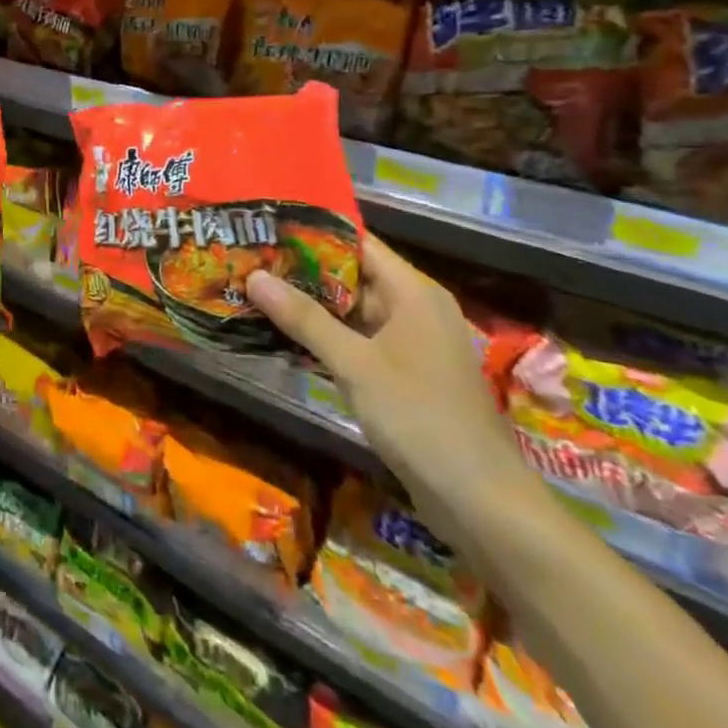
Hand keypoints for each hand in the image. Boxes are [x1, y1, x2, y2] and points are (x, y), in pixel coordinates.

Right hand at [246, 236, 542, 557]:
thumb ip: (304, 319)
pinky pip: (358, 339)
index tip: (267, 227)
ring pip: (352, 310)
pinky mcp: (403, 373)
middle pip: (352, 275)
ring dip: (309, 305)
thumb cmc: (420, 417)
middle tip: (249, 260)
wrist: (479, 500)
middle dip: (302, 270)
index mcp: (413, 292)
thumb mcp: (355, 364)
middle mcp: (414, 309)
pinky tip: (284, 335)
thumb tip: (254, 276)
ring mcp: (410, 343)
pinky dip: (325, 335)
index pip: (358, 243)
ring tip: (255, 292)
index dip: (313, 232)